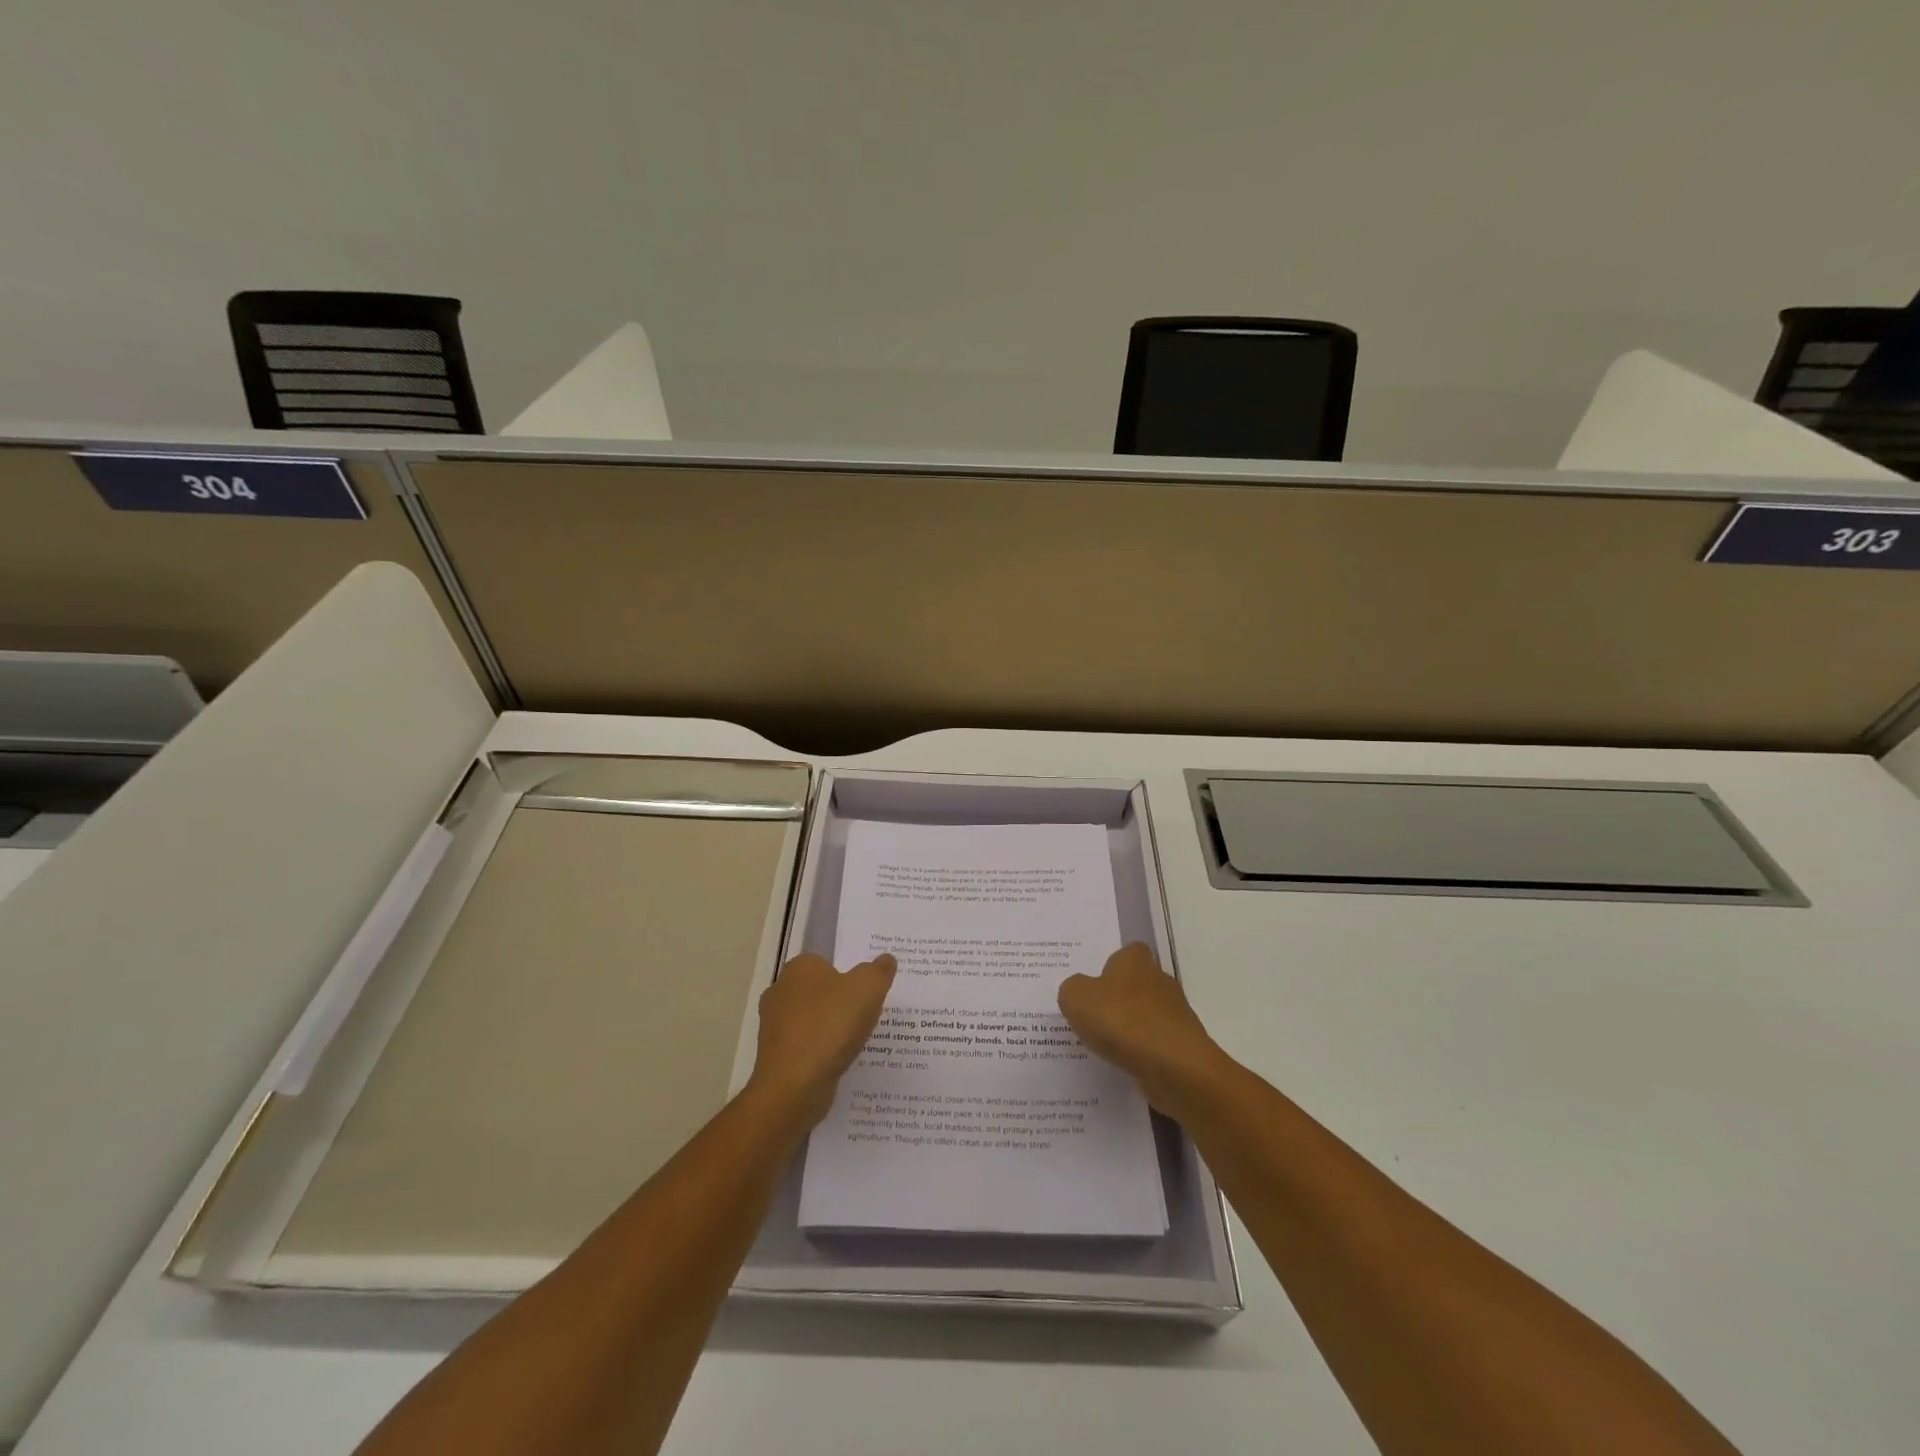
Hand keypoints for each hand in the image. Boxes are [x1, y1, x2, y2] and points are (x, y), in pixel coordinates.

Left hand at [747, 952, 895, 1127]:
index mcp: (799, 968)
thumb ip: (878, 971)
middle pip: (819, 991)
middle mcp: (780, 991)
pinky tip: (840, 1061)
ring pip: (812, 1020)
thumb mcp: (868, 988)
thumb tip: (886, 959)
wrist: (794, 1085)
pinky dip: (822, 1052)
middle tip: (867, 1013)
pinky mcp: (775, 1057)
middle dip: (840, 1001)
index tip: (867, 989)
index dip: (848, 974)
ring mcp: (774, 1026)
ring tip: (858, 1040)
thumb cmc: (831, 1025)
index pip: (826, 962)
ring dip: (831, 1029)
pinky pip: (806, 1047)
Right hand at [1058, 943, 1225, 1112]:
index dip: (1110, 966)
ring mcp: (1176, 1013)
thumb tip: (1079, 991)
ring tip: (1105, 1045)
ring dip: (1131, 1027)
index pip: (1126, 953)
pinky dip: (1142, 1052)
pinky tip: (1125, 1064)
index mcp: (1135, 960)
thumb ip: (1072, 989)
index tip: (1094, 985)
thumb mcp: (1076, 998)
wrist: (1173, 1066)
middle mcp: (1159, 979)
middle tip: (1093, 1016)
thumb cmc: (1121, 1020)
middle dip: (1119, 998)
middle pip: (1137, 983)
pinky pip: (1155, 1043)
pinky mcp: (1183, 1045)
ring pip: (1147, 1015)